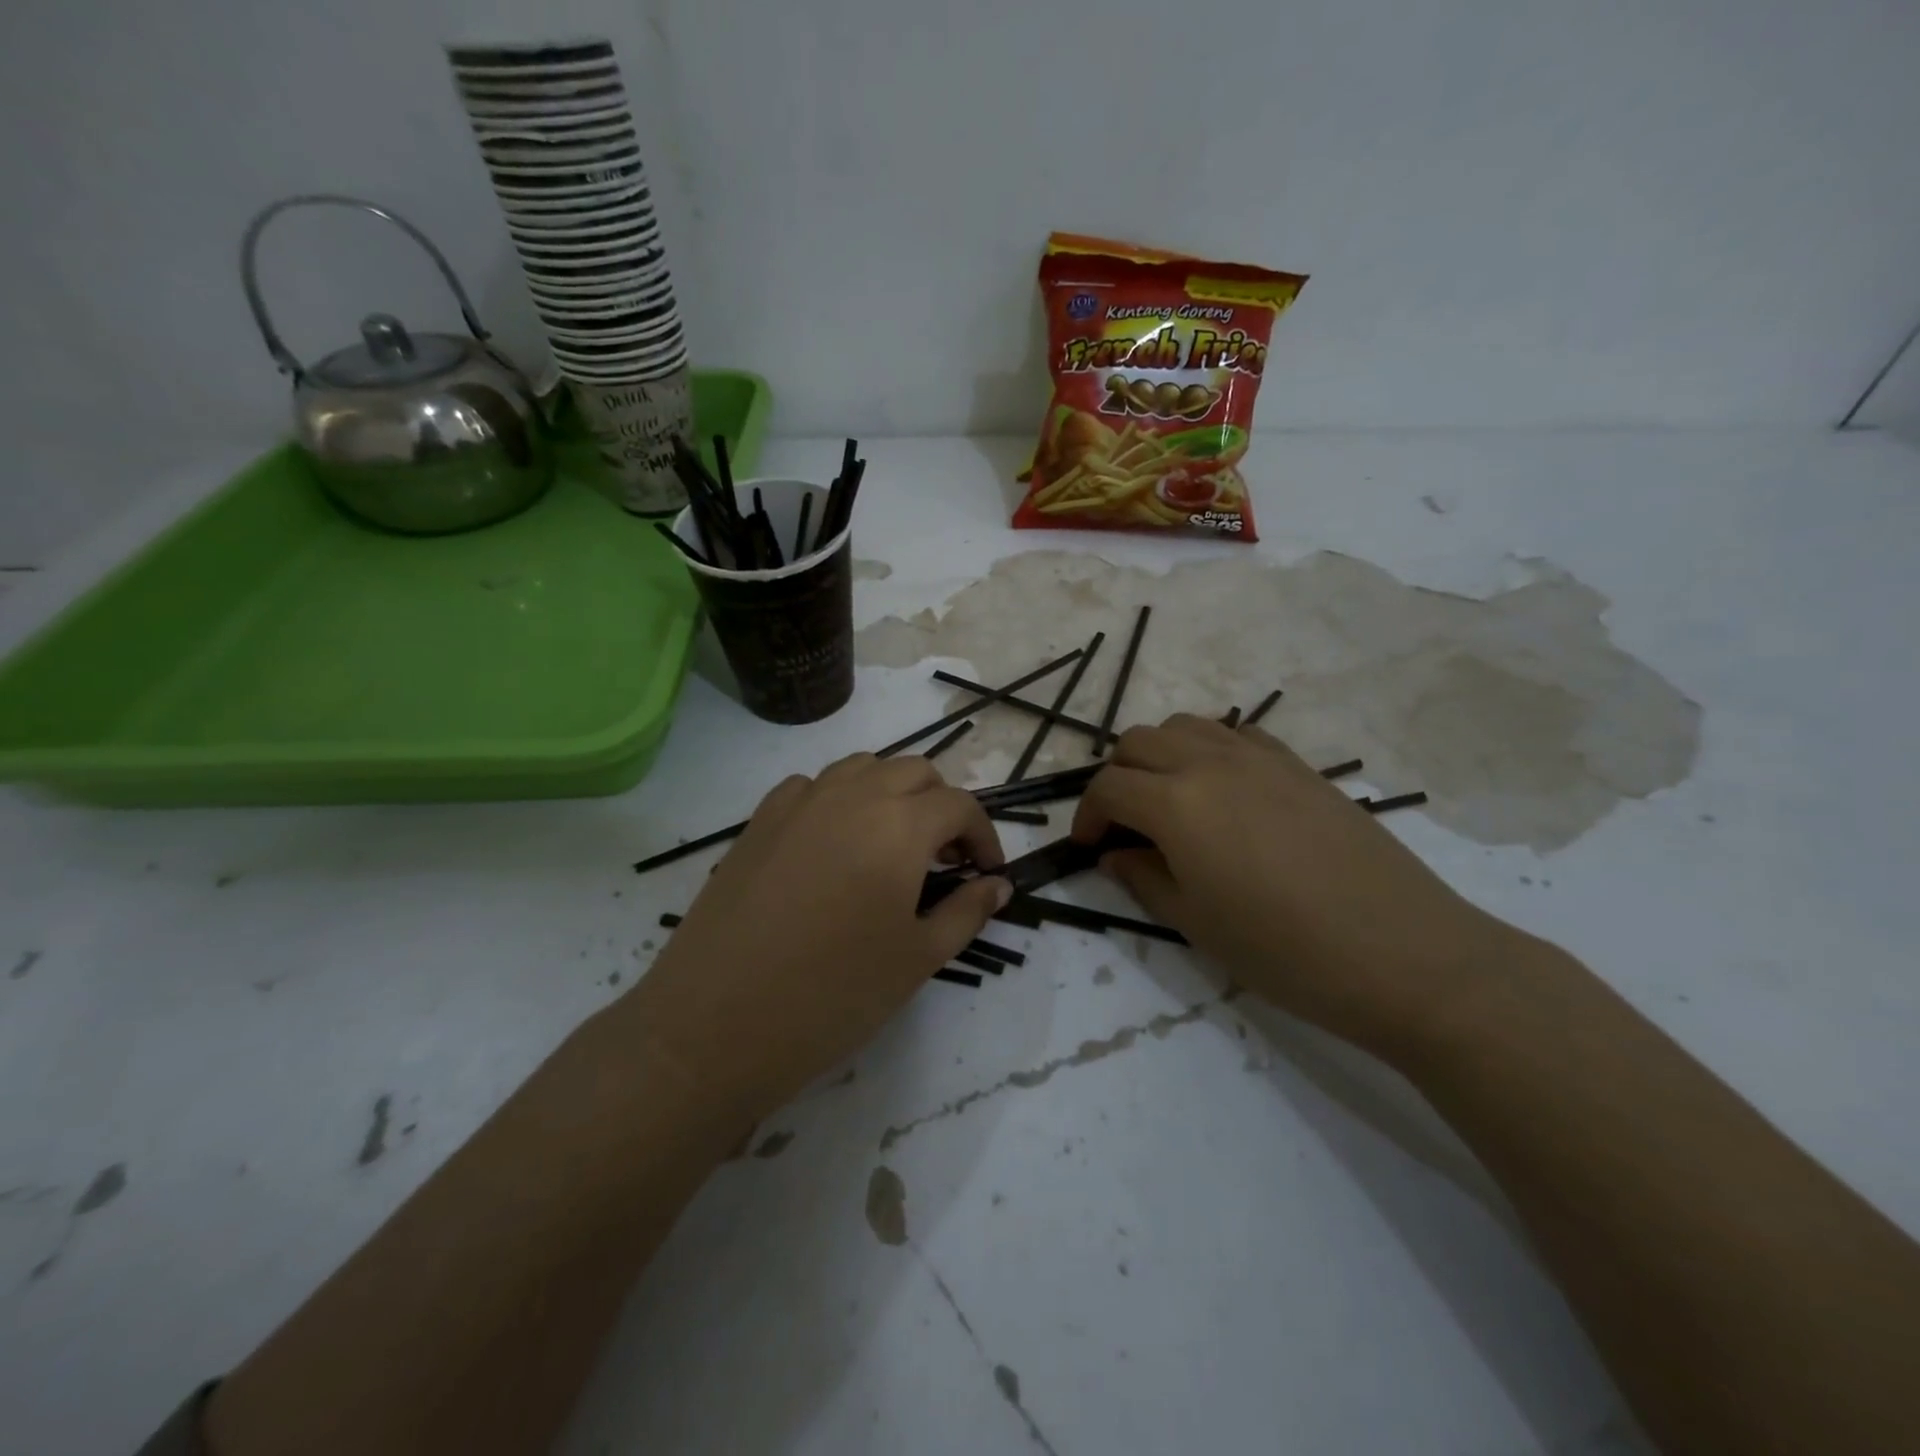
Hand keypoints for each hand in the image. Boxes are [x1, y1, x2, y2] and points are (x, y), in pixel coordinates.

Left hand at [623, 754, 1009, 1126]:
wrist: (716, 1022)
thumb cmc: (834, 995)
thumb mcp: (917, 959)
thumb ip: (966, 912)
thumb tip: (998, 885)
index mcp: (900, 824)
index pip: (959, 805)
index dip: (983, 836)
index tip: (986, 874)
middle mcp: (853, 795)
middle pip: (915, 772)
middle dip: (941, 806)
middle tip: (942, 859)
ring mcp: (800, 801)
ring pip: (862, 768)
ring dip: (891, 793)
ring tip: (891, 845)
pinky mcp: (759, 819)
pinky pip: (812, 786)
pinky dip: (838, 800)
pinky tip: (833, 845)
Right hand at [1071, 714, 1518, 1057]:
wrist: (1402, 952)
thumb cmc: (1284, 950)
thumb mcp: (1196, 923)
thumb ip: (1143, 878)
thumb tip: (1115, 855)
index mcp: (1176, 803)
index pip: (1108, 787)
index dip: (1086, 815)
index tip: (1089, 847)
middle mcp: (1210, 762)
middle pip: (1137, 742)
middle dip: (1116, 777)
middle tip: (1123, 824)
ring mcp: (1259, 757)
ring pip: (1185, 726)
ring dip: (1159, 756)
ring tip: (1167, 801)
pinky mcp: (1298, 765)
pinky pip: (1236, 734)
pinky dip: (1209, 750)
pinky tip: (1223, 792)